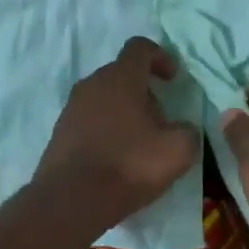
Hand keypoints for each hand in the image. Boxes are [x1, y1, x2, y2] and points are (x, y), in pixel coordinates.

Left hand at [36, 37, 200, 225]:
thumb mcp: (178, 151)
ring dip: (124, 111)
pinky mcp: (60, 131)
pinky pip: (89, 119)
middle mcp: (93, 83)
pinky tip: (116, 158)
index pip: (140, 47)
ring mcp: (72, 107)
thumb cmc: (128, 165)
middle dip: (144, 90)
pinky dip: (105, 129)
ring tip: (139, 142)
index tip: (172, 79)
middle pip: (122, 74)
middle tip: (160, 119)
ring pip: (105, 97)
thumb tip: (184, 128)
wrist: (70, 201)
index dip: (161, 57)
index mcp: (121, 77)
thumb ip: (188, 131)